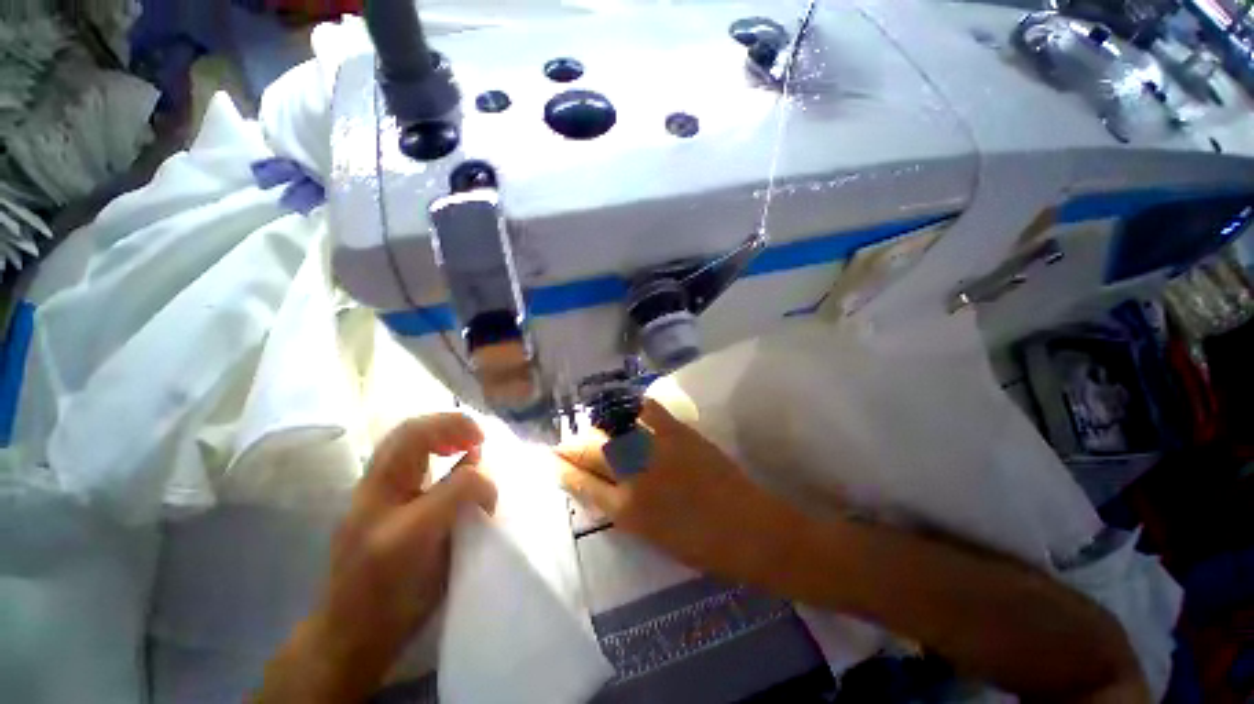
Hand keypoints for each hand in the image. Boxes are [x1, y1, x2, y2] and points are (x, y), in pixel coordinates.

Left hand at [257, 414, 496, 703]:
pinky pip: (409, 462)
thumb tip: (482, 470)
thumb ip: (457, 494)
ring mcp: (378, 494)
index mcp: (381, 488)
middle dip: (447, 425)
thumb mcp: (424, 538)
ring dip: (441, 435)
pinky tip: (450, 466)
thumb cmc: (388, 589)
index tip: (483, 442)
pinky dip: (435, 451)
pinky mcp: (385, 506)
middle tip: (477, 440)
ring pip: (407, 444)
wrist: (353, 633)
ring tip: (467, 447)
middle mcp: (376, 483)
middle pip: (408, 430)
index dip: (456, 430)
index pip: (418, 436)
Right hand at [556, 398, 809, 584]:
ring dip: (597, 427)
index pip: (581, 483)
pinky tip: (624, 409)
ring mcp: (657, 449)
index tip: (551, 460)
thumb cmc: (700, 545)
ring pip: (613, 429)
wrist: (750, 530)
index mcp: (626, 511)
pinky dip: (631, 406)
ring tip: (592, 428)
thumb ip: (622, 508)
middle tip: (565, 443)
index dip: (562, 470)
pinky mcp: (678, 432)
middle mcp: (635, 476)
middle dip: (571, 446)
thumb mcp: (651, 536)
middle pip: (591, 451)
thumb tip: (601, 484)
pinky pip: (647, 409)